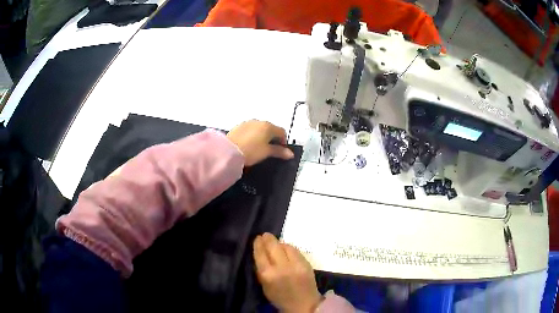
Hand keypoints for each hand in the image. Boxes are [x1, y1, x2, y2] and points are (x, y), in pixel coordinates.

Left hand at [227, 120, 294, 165]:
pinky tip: (249, 145)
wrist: (228, 151)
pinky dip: (252, 136)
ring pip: (259, 128)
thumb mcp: (267, 152)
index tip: (281, 150)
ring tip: (258, 148)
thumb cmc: (250, 151)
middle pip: (270, 129)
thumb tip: (290, 154)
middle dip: (272, 138)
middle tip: (270, 150)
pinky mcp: (238, 127)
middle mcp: (258, 121)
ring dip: (262, 136)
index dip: (284, 141)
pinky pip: (250, 130)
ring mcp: (247, 123)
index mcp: (268, 126)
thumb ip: (279, 152)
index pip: (282, 131)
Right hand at [253, 233, 321, 312]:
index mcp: (268, 274)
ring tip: (276, 243)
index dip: (258, 244)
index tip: (257, 238)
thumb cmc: (280, 297)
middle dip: (268, 238)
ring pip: (285, 245)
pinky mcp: (306, 263)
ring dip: (279, 243)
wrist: (303, 304)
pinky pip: (295, 250)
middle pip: (273, 246)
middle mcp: (282, 267)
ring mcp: (296, 264)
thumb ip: (262, 269)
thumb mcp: (265, 285)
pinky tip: (287, 249)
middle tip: (265, 235)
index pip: (260, 254)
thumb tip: (260, 253)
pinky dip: (289, 248)